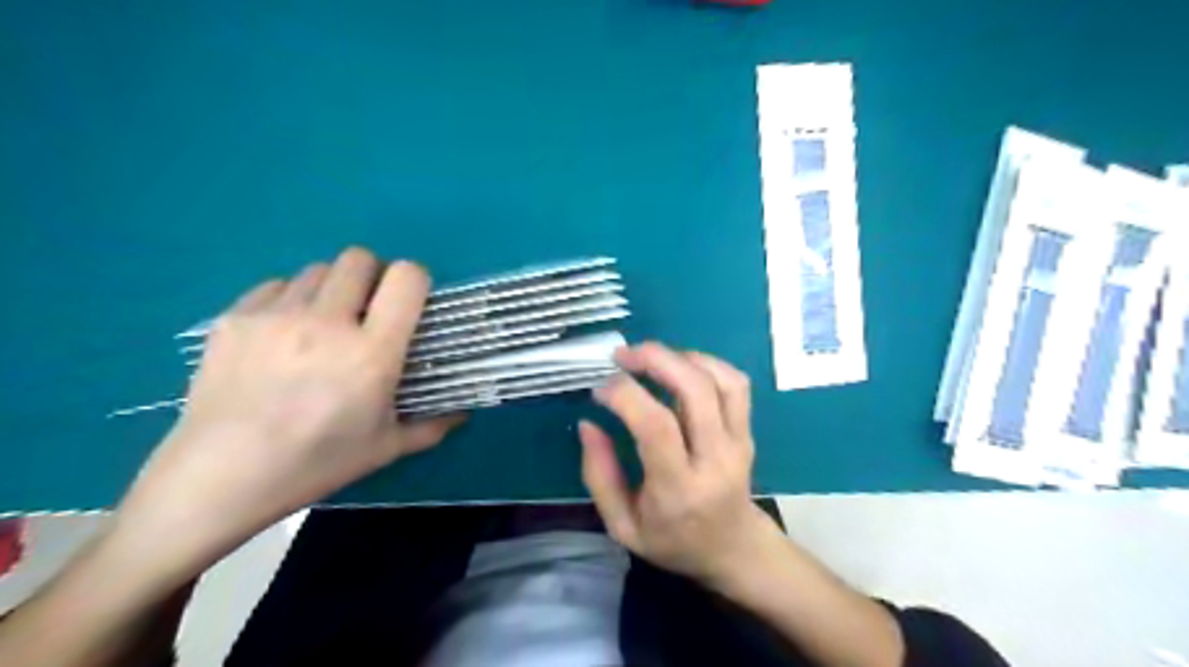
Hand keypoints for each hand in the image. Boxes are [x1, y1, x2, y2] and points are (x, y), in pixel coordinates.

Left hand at [114, 248, 459, 565]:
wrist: (219, 478)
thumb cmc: (315, 464)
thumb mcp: (385, 449)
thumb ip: (431, 425)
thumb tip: (462, 414)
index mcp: (372, 352)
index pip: (406, 278)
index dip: (414, 280)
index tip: (409, 301)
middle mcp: (328, 322)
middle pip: (359, 259)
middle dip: (371, 277)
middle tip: (366, 311)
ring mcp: (277, 315)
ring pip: (317, 269)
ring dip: (331, 289)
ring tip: (322, 324)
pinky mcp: (235, 318)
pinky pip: (276, 286)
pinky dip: (290, 300)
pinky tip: (282, 335)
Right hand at [579, 343, 787, 589]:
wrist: (732, 548)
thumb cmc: (672, 541)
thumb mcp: (622, 525)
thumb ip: (600, 475)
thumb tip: (588, 423)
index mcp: (679, 490)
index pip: (657, 426)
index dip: (625, 396)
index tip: (599, 389)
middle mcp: (715, 460)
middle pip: (695, 390)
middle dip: (655, 359)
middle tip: (622, 355)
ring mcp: (738, 442)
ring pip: (721, 380)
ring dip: (682, 357)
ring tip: (649, 356)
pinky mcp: (748, 431)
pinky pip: (736, 384)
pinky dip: (707, 363)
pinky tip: (679, 365)